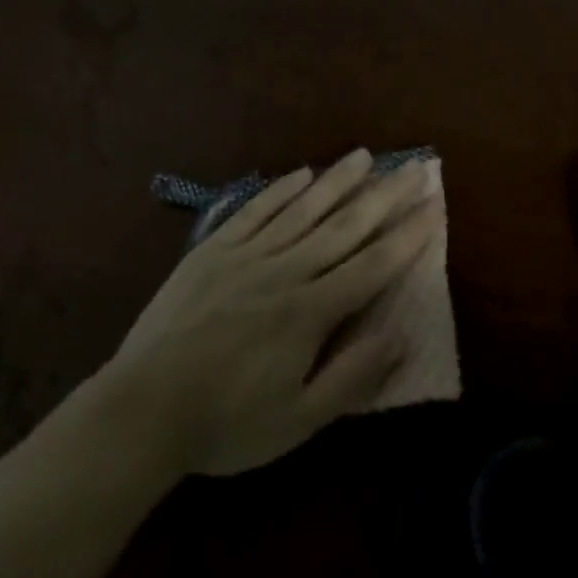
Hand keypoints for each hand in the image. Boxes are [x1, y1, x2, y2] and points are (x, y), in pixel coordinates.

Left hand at [103, 151, 439, 476]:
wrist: (143, 407)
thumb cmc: (227, 422)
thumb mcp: (299, 420)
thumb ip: (352, 375)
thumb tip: (400, 333)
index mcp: (310, 311)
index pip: (372, 266)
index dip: (407, 236)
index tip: (434, 206)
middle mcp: (285, 270)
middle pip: (344, 226)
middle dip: (384, 196)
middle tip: (415, 167)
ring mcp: (246, 254)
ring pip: (302, 209)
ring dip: (337, 180)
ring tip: (365, 155)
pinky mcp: (213, 249)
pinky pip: (255, 211)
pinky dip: (280, 190)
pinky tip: (301, 173)